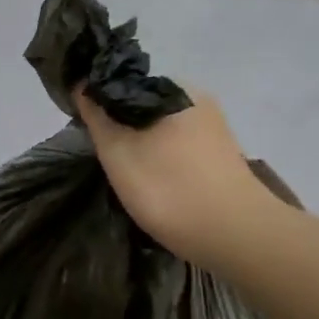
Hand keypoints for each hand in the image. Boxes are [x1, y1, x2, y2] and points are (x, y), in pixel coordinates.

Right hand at [76, 88, 277, 269]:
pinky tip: (159, 185)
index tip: (88, 133)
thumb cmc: (168, 189)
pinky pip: (182, 148)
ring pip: (163, 129)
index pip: (122, 83)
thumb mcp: (118, 152)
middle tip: (108, 161)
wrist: (236, 235)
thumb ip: (98, 116)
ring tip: (132, 178)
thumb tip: (82, 84)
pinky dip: (165, 161)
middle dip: (123, 127)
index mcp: (172, 87)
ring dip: (145, 146)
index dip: (99, 105)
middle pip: (143, 106)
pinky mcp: (223, 154)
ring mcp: (214, 127)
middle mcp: (197, 98)